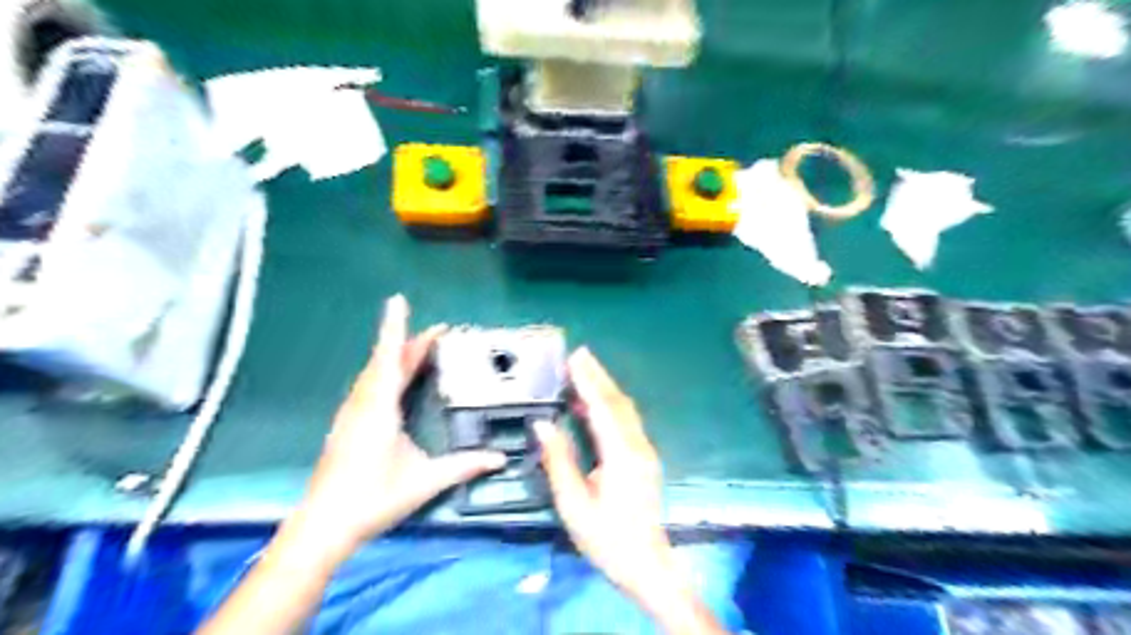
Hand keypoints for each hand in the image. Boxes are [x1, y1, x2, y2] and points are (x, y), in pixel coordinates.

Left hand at [287, 295, 504, 560]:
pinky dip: (385, 372)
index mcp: (379, 408)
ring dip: (396, 356)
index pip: (389, 358)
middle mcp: (363, 404)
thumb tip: (500, 459)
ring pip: (374, 373)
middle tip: (437, 332)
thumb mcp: (424, 481)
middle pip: (385, 362)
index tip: (398, 300)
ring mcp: (351, 414)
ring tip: (420, 350)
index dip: (395, 328)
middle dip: (409, 342)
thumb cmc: (373, 499)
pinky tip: (394, 380)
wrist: (323, 526)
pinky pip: (368, 386)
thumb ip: (463, 466)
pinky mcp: (347, 425)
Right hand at [537, 349, 728, 632]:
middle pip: (618, 402)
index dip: (588, 381)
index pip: (603, 408)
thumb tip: (543, 424)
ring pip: (625, 409)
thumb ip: (559, 460)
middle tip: (580, 354)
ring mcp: (644, 451)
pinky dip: (610, 404)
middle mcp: (637, 446)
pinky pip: (626, 421)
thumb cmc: (606, 538)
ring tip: (585, 370)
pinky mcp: (644, 458)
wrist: (646, 563)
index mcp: (621, 455)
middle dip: (598, 376)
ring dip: (605, 387)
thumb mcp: (574, 503)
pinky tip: (594, 403)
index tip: (575, 358)